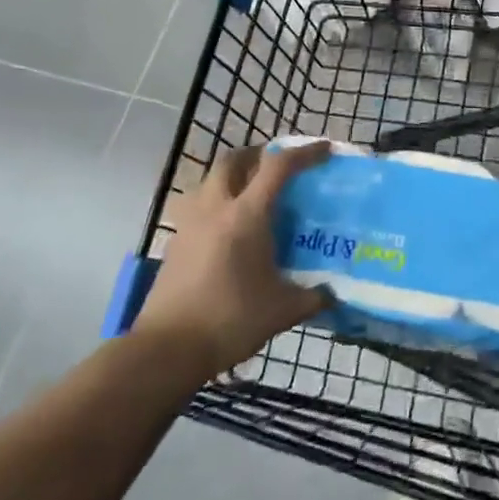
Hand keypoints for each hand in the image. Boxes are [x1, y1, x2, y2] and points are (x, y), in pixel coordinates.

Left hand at [134, 142, 328, 377]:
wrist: (166, 350)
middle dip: (258, 154)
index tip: (325, 149)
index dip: (305, 153)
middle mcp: (216, 208)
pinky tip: (227, 231)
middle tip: (278, 166)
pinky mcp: (174, 244)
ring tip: (250, 194)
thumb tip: (332, 294)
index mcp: (247, 215)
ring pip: (209, 181)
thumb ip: (312, 297)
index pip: (278, 167)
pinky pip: (197, 207)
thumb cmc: (230, 320)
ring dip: (232, 177)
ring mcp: (190, 224)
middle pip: (233, 160)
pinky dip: (216, 204)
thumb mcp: (283, 310)